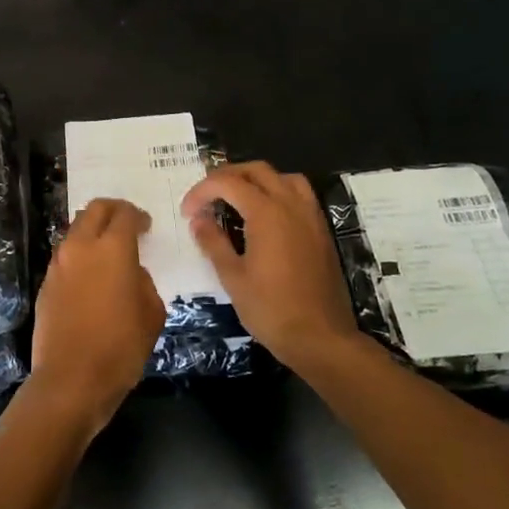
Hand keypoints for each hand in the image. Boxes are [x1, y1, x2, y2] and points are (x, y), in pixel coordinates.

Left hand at [30, 199, 167, 435]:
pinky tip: (91, 273)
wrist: (71, 379)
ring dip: (92, 230)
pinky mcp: (46, 282)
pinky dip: (80, 252)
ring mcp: (59, 263)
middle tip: (126, 224)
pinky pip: (65, 254)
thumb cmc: (120, 348)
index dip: (137, 216)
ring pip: (75, 229)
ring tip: (108, 248)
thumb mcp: (151, 314)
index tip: (146, 226)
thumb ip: (143, 282)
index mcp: (112, 249)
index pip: (124, 214)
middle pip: (94, 210)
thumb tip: (130, 272)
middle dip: (112, 210)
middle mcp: (81, 247)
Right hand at [181, 162, 358, 371]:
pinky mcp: (321, 231)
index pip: (227, 183)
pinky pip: (299, 194)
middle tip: (207, 197)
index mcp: (266, 213)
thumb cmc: (271, 309)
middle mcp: (291, 205)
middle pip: (256, 170)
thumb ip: (213, 242)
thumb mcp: (232, 277)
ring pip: (282, 177)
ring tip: (237, 198)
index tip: (187, 212)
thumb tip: (198, 220)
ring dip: (256, 180)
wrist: (321, 338)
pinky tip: (266, 216)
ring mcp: (310, 216)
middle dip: (227, 176)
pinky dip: (278, 192)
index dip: (202, 191)